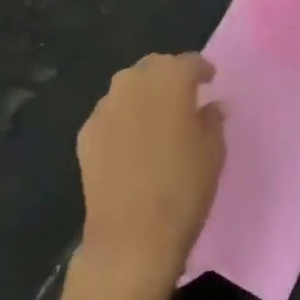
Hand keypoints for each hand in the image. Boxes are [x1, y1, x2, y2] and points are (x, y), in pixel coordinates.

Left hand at [75, 53, 225, 296]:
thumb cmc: (183, 188)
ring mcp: (105, 107)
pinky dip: (123, 119)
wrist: (131, 237)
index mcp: (170, 79)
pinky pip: (110, 115)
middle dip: (169, 77)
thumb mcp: (214, 151)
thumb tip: (209, 106)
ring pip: (128, 88)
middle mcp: (134, 82)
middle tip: (183, 97)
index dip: (202, 70)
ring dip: (143, 96)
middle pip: (154, 67)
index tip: (210, 80)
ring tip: (156, 119)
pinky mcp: (86, 133)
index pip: (189, 62)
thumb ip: (212, 120)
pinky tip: (131, 142)